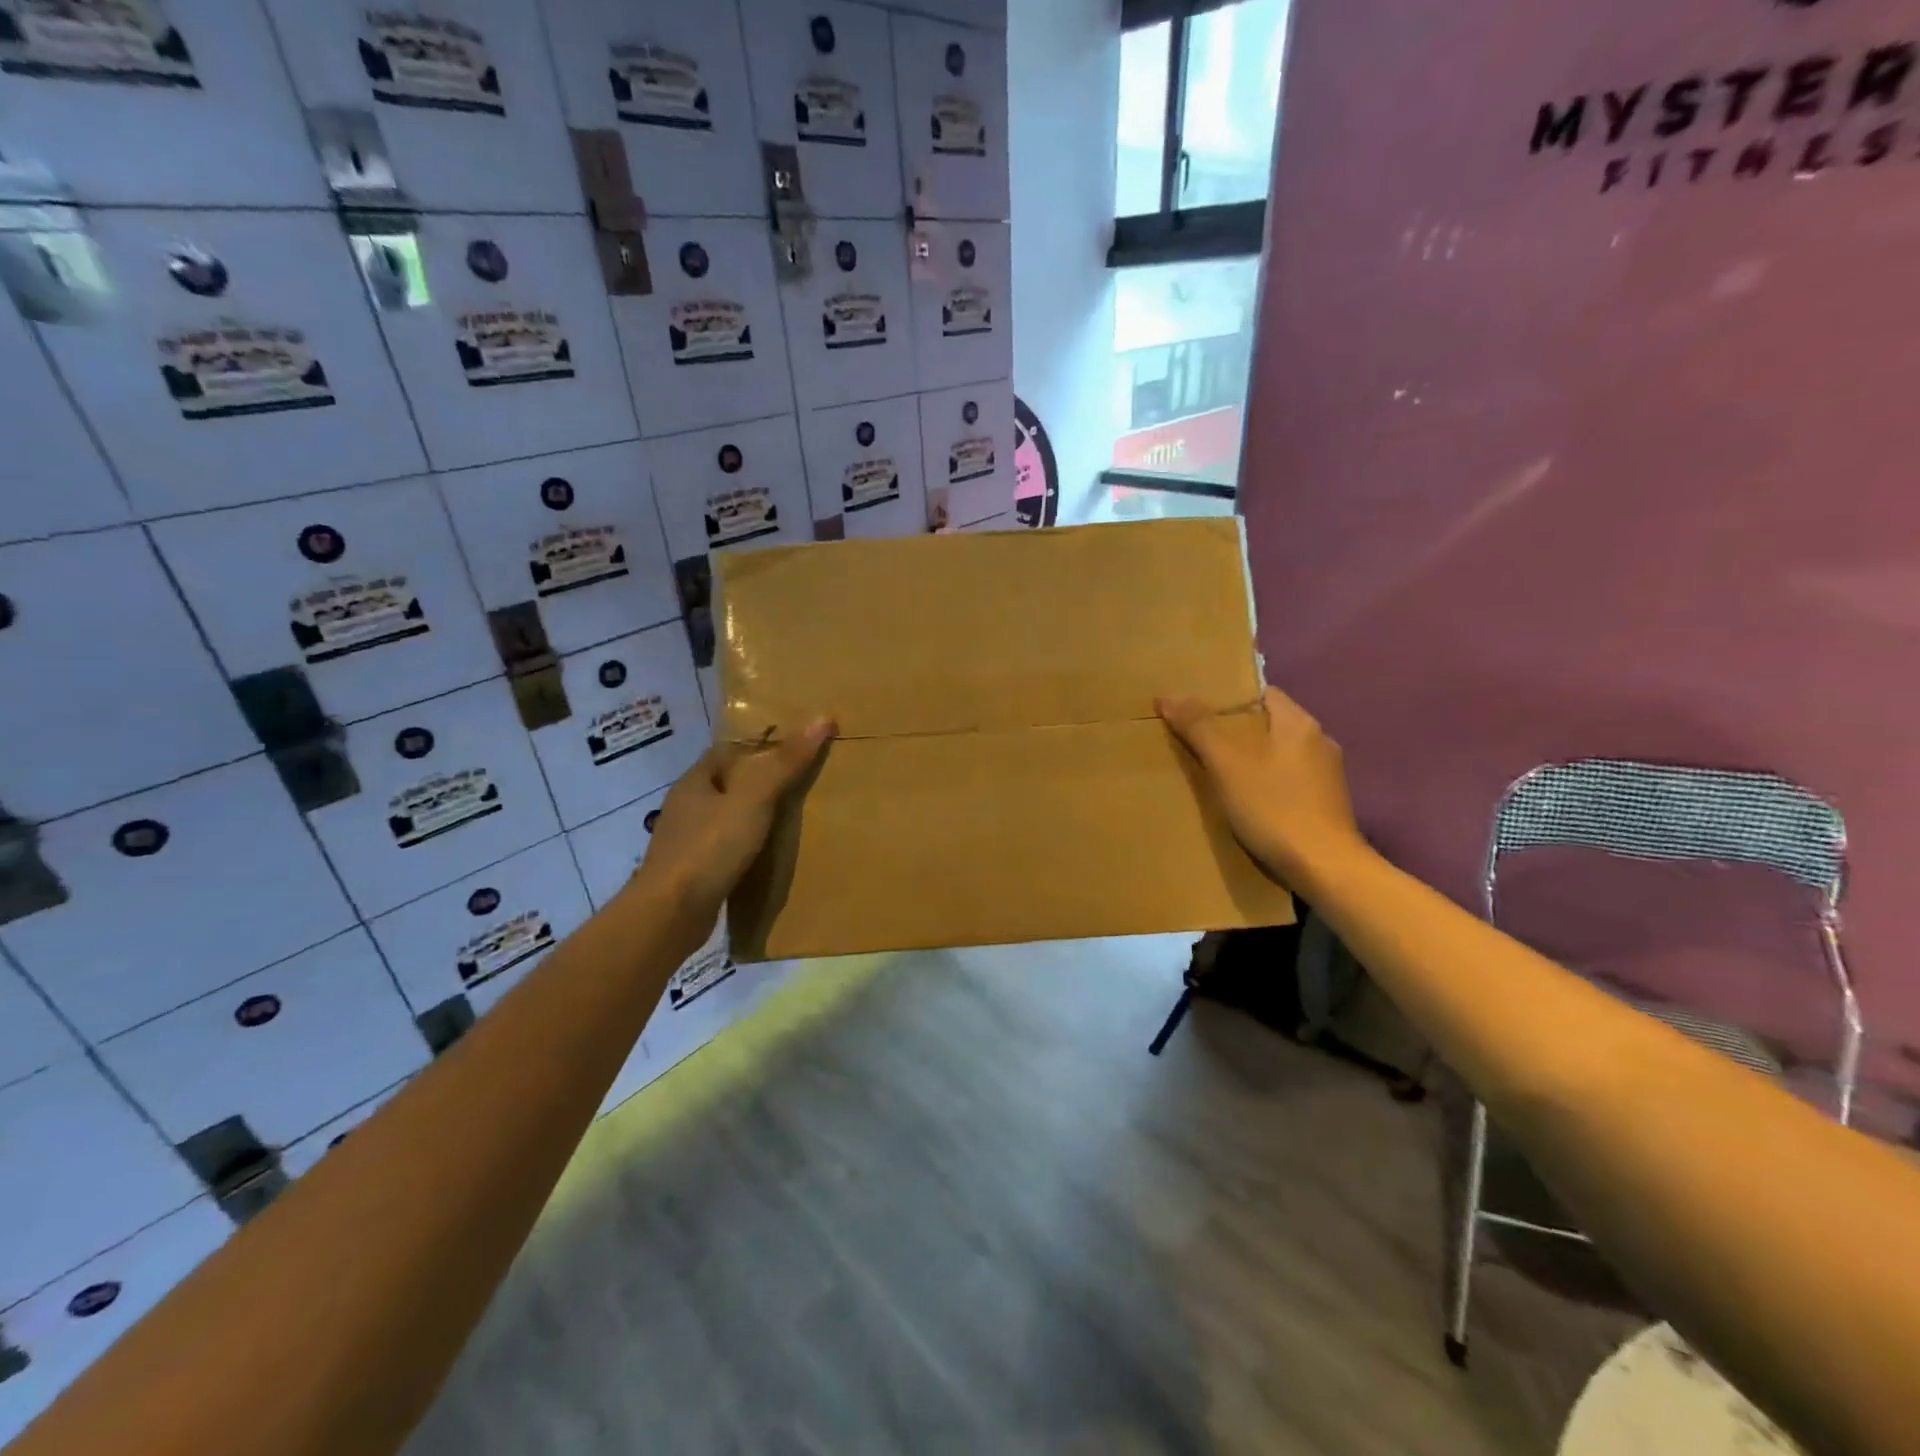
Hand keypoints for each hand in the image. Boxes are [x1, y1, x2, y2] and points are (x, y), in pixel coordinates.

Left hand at [631, 719, 835, 925]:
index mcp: (695, 781)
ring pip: (722, 818)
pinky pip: (722, 850)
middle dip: (755, 783)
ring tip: (787, 821)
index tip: (790, 749)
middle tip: (796, 785)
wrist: (670, 915)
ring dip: (748, 817)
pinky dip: (742, 848)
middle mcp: (685, 807)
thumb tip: (823, 718)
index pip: (725, 751)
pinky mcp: (690, 873)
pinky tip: (764, 856)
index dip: (756, 746)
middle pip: (725, 784)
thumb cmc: (710, 848)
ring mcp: (685, 842)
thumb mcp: (755, 800)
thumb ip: (786, 763)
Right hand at [1157, 686, 1362, 889]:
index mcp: (1299, 723)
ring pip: (1280, 753)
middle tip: (1200, 742)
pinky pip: (1290, 779)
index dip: (1230, 699)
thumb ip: (1199, 728)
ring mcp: (1327, 775)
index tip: (1200, 711)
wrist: (1325, 868)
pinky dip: (1268, 782)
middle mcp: (1319, 741)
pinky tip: (1248, 800)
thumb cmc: (1274, 808)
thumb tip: (1168, 696)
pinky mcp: (1327, 803)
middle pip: (1270, 723)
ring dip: (1253, 758)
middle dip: (1237, 731)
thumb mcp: (1227, 766)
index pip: (1262, 693)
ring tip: (1219, 773)